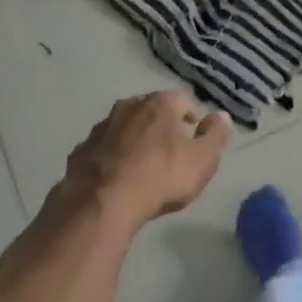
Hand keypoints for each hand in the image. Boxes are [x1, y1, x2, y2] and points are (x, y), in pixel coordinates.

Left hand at [56, 91, 229, 225]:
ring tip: (142, 164)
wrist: (102, 202)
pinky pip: (103, 149)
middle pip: (150, 109)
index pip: (182, 99)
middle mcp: (128, 107)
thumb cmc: (160, 177)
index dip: (192, 115)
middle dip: (161, 125)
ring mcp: (101, 127)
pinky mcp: (81, 150)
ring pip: (124, 127)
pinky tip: (116, 177)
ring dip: (134, 139)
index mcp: (159, 104)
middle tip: (170, 149)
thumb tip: (221, 115)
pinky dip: (112, 157)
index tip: (195, 134)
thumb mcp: (202, 160)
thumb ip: (215, 135)